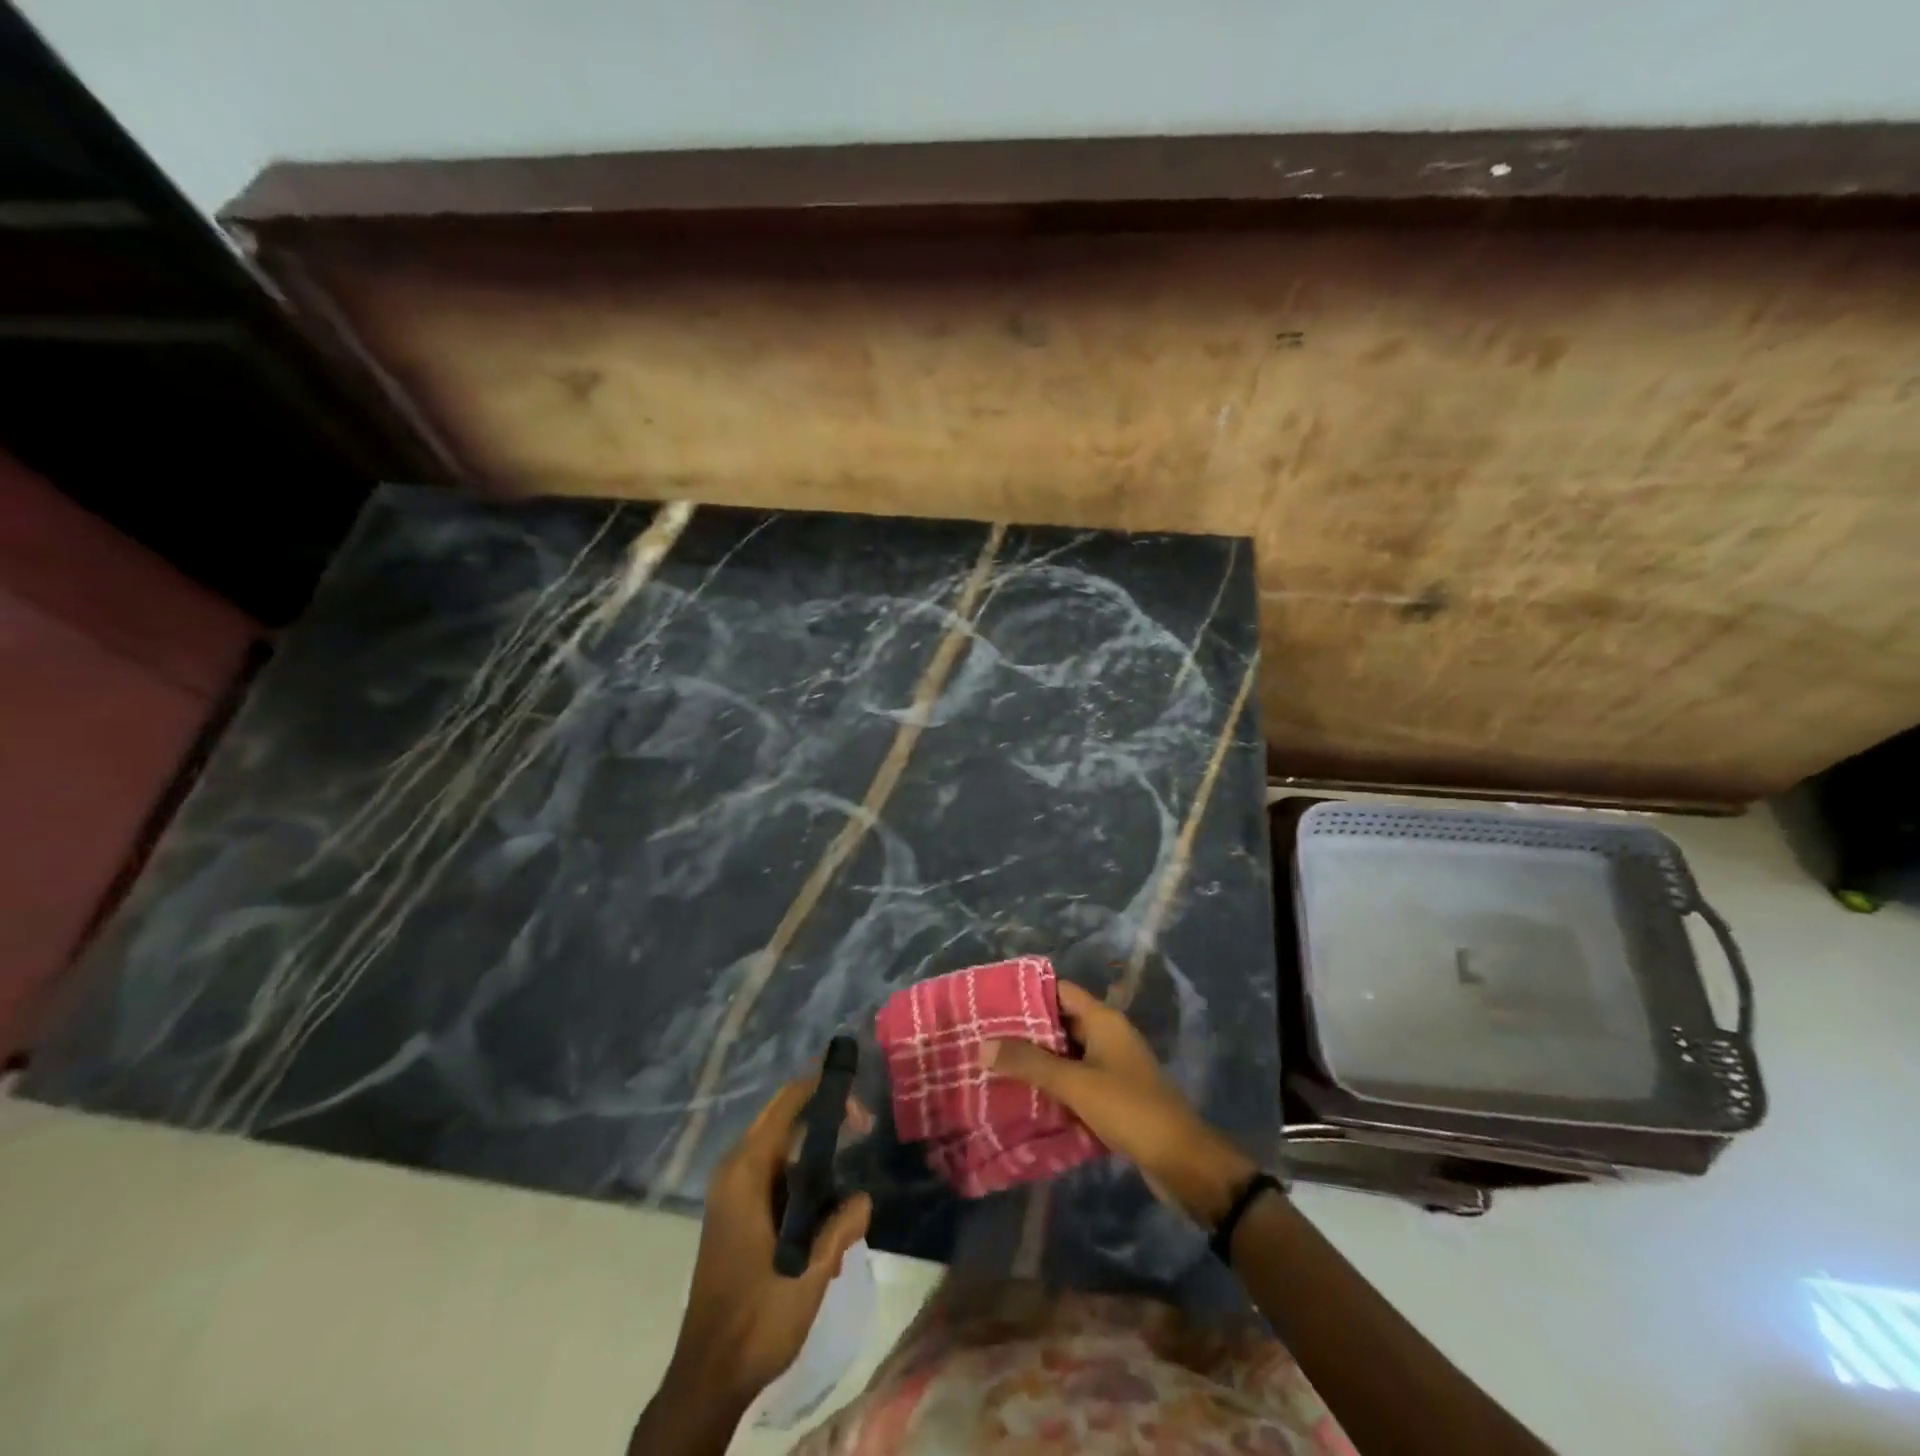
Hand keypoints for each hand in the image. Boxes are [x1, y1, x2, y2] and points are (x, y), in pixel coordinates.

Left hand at [670, 1076, 873, 1406]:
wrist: (708, 1378)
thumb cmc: (757, 1318)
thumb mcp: (810, 1272)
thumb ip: (841, 1227)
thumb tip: (864, 1198)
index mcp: (746, 1173)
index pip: (786, 1104)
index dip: (821, 1088)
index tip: (857, 1090)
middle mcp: (734, 1172)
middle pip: (783, 1120)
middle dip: (823, 1117)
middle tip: (864, 1125)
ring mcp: (732, 1194)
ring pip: (781, 1151)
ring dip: (816, 1156)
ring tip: (851, 1176)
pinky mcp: (736, 1215)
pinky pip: (775, 1177)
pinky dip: (803, 1182)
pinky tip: (829, 1215)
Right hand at [982, 981, 1258, 1224]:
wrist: (1182, 1161)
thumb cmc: (1129, 1108)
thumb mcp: (1075, 1083)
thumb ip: (1029, 1063)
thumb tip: (982, 1044)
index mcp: (1104, 1020)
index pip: (1060, 990)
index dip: (1028, 993)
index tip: (992, 1001)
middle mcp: (1108, 1036)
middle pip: (1060, 1023)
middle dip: (1026, 1031)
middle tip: (986, 1038)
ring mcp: (1111, 1067)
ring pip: (1066, 1055)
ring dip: (1037, 1062)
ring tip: (995, 1066)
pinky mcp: (1112, 1096)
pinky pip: (1075, 1082)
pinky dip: (1053, 1086)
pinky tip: (1024, 1098)